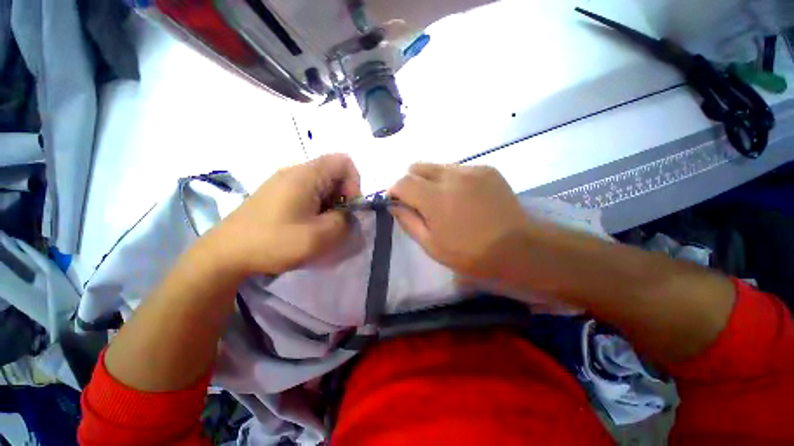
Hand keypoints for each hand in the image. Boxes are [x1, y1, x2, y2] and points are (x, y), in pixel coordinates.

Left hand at [207, 154, 360, 275]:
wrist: (225, 253)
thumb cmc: (274, 242)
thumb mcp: (320, 236)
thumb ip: (345, 221)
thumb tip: (348, 215)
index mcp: (306, 175)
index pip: (344, 162)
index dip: (355, 183)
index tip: (347, 207)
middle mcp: (295, 171)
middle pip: (334, 173)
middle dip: (342, 197)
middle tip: (335, 221)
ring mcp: (284, 181)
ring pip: (322, 185)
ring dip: (330, 204)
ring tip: (320, 226)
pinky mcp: (277, 193)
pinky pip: (308, 192)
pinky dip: (317, 207)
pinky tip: (306, 225)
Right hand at [389, 163, 528, 278]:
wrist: (518, 248)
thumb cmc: (470, 254)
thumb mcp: (431, 245)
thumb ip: (408, 221)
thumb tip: (394, 205)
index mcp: (435, 198)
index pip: (402, 181)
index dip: (394, 190)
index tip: (397, 202)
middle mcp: (451, 176)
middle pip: (417, 166)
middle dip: (411, 182)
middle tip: (419, 201)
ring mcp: (471, 170)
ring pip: (437, 166)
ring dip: (431, 180)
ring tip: (443, 200)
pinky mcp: (486, 169)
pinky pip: (458, 169)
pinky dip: (451, 180)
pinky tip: (463, 197)